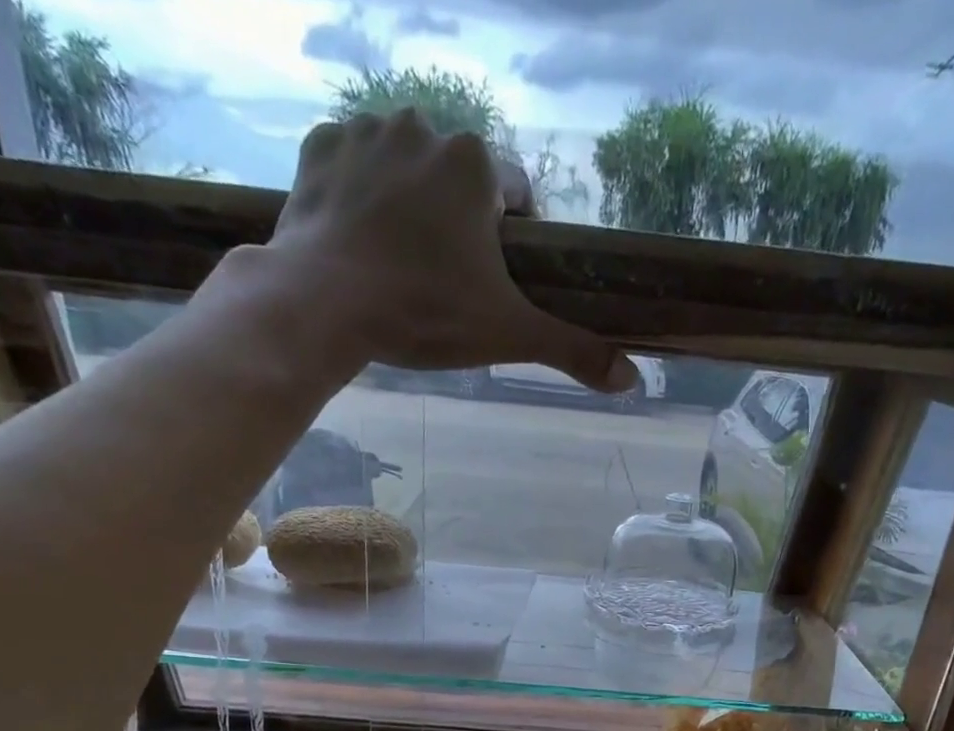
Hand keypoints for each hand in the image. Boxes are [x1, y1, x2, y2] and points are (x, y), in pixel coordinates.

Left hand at [255, 110, 635, 391]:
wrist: (323, 304)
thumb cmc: (425, 314)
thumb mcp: (508, 335)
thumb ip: (572, 350)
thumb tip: (633, 379)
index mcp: (475, 164)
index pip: (516, 193)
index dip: (512, 241)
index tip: (494, 280)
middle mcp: (424, 127)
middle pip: (458, 181)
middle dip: (458, 225)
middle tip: (442, 283)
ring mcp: (366, 131)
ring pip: (406, 170)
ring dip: (410, 208)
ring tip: (398, 266)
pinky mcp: (320, 148)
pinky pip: (353, 167)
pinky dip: (359, 198)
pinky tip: (358, 242)